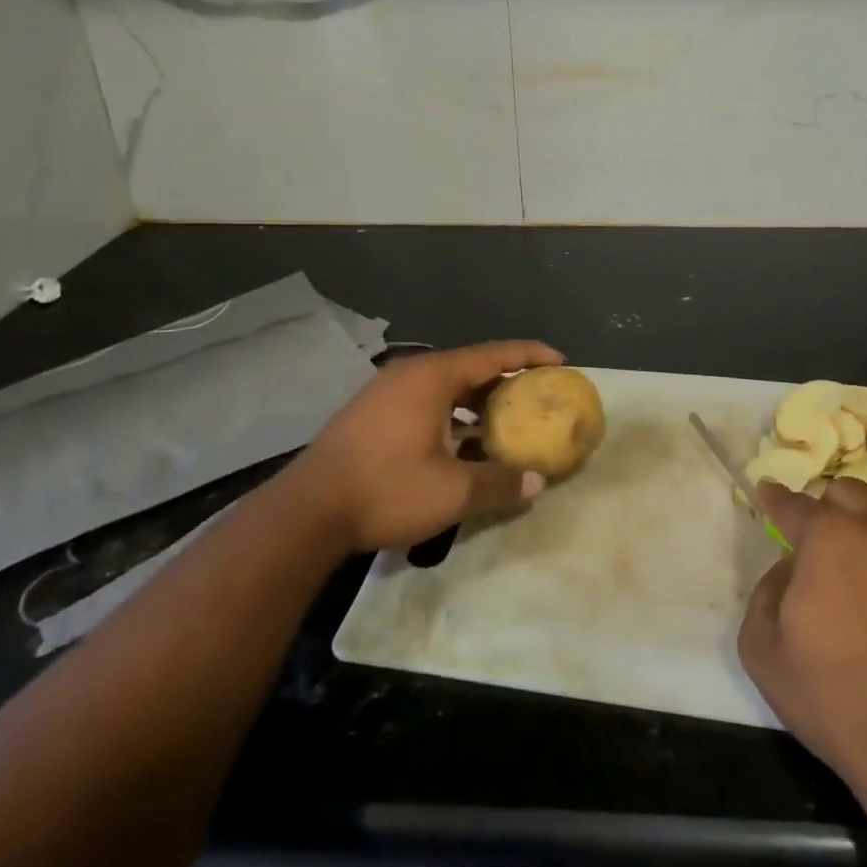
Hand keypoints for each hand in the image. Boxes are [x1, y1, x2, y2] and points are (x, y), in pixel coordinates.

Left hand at [291, 340, 563, 552]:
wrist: (306, 512)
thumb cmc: (385, 489)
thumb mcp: (452, 491)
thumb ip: (500, 483)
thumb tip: (538, 483)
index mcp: (432, 377)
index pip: (493, 354)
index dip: (530, 355)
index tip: (560, 361)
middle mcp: (410, 374)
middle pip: (470, 367)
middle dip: (507, 380)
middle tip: (538, 395)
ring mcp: (386, 392)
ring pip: (446, 386)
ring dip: (478, 401)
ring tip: (507, 420)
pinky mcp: (372, 413)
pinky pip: (426, 401)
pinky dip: (452, 414)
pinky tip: (463, 443)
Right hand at [738, 477, 866, 798]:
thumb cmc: (837, 701)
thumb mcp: (763, 652)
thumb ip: (765, 593)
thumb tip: (790, 570)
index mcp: (830, 538)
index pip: (794, 503)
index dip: (775, 498)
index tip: (767, 494)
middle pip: (851, 495)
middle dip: (830, 510)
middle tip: (822, 551)